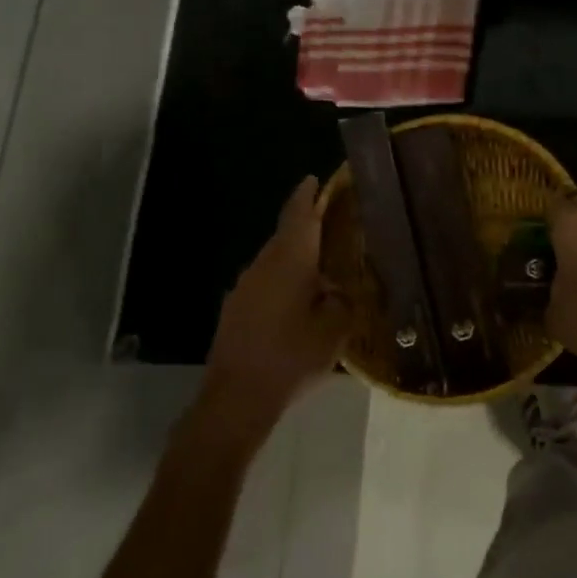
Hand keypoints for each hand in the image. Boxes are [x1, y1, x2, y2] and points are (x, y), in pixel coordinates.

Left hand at [201, 177, 347, 438]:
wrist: (236, 399)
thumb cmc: (292, 356)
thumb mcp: (335, 329)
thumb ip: (342, 300)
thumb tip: (338, 288)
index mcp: (289, 261)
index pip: (299, 215)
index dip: (308, 195)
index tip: (314, 179)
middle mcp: (263, 265)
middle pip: (285, 235)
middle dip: (305, 225)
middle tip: (331, 224)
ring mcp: (244, 288)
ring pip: (274, 260)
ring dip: (295, 257)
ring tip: (321, 265)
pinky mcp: (235, 311)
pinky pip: (265, 282)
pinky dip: (283, 281)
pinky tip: (298, 300)